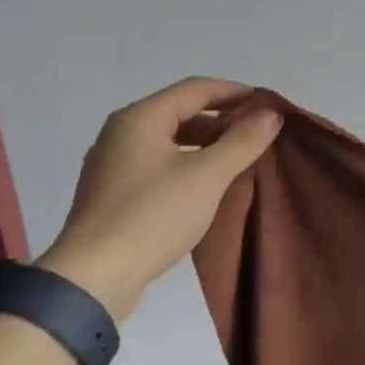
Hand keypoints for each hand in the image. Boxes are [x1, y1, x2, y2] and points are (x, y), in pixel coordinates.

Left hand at [36, 78, 281, 321]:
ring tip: (239, 159)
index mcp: (141, 118)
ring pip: (169, 140)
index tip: (268, 104)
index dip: (235, 92)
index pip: (196, 89)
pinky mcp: (113, 192)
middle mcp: (122, 132)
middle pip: (181, 112)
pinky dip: (187, 164)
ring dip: (206, 144)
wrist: (94, 276)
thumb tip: (271, 114)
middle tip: (258, 134)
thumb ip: (241, 142)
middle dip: (222, 120)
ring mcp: (113, 163)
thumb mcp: (206, 177)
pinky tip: (207, 185)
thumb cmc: (152, 216)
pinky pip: (158, 164)